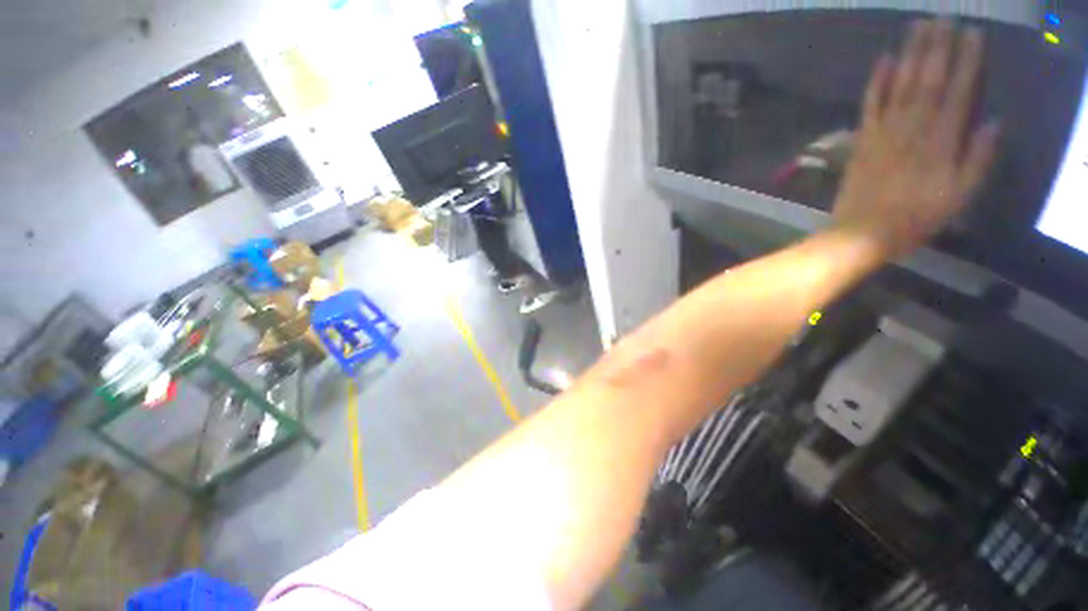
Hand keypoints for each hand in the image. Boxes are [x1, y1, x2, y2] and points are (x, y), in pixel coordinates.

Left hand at [833, 19, 999, 258]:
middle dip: (938, 47)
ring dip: (910, 55)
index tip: (973, 34)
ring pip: (900, 86)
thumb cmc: (914, 219)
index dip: (967, 62)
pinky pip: (869, 107)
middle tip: (944, 17)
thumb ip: (978, 160)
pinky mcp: (862, 142)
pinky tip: (882, 61)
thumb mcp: (959, 198)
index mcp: (941, 143)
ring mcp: (883, 134)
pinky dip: (876, 83)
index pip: (958, 92)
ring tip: (918, 28)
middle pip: (927, 81)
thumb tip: (994, 122)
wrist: (861, 233)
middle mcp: (912, 130)